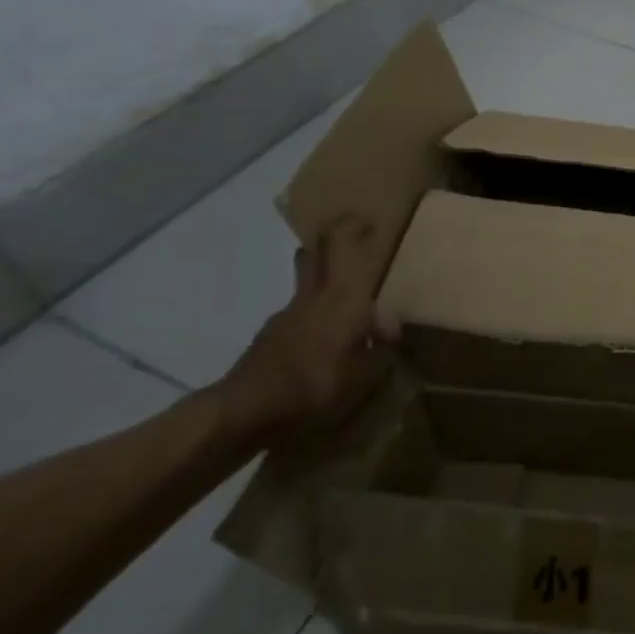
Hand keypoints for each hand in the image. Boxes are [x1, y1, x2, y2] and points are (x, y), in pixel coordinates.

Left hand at [216, 215, 389, 444]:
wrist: (243, 412)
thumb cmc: (315, 385)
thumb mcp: (366, 377)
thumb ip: (383, 353)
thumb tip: (391, 338)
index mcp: (343, 295)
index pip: (341, 241)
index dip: (353, 224)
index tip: (370, 221)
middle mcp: (314, 295)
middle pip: (316, 250)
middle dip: (334, 240)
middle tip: (357, 243)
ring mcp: (286, 314)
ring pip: (306, 281)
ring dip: (324, 277)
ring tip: (348, 302)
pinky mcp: (269, 337)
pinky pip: (299, 313)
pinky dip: (314, 315)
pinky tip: (325, 344)